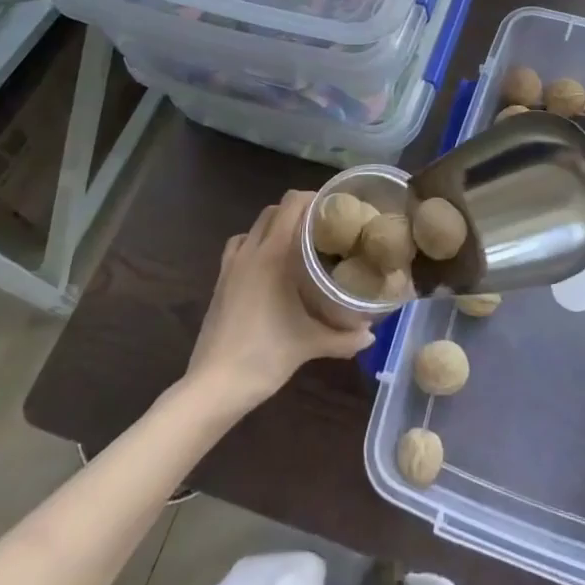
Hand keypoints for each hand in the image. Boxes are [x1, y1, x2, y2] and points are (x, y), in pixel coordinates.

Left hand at [187, 190, 374, 413]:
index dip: (312, 198)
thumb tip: (371, 334)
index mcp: (273, 254)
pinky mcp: (219, 283)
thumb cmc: (264, 356)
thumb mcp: (309, 345)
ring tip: (295, 244)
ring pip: (253, 228)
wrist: (214, 386)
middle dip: (296, 212)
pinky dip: (254, 246)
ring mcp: (230, 267)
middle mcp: (250, 251)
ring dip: (273, 227)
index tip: (334, 209)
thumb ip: (344, 338)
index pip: (291, 204)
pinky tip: (268, 269)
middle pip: (272, 211)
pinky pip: (238, 249)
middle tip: (320, 228)